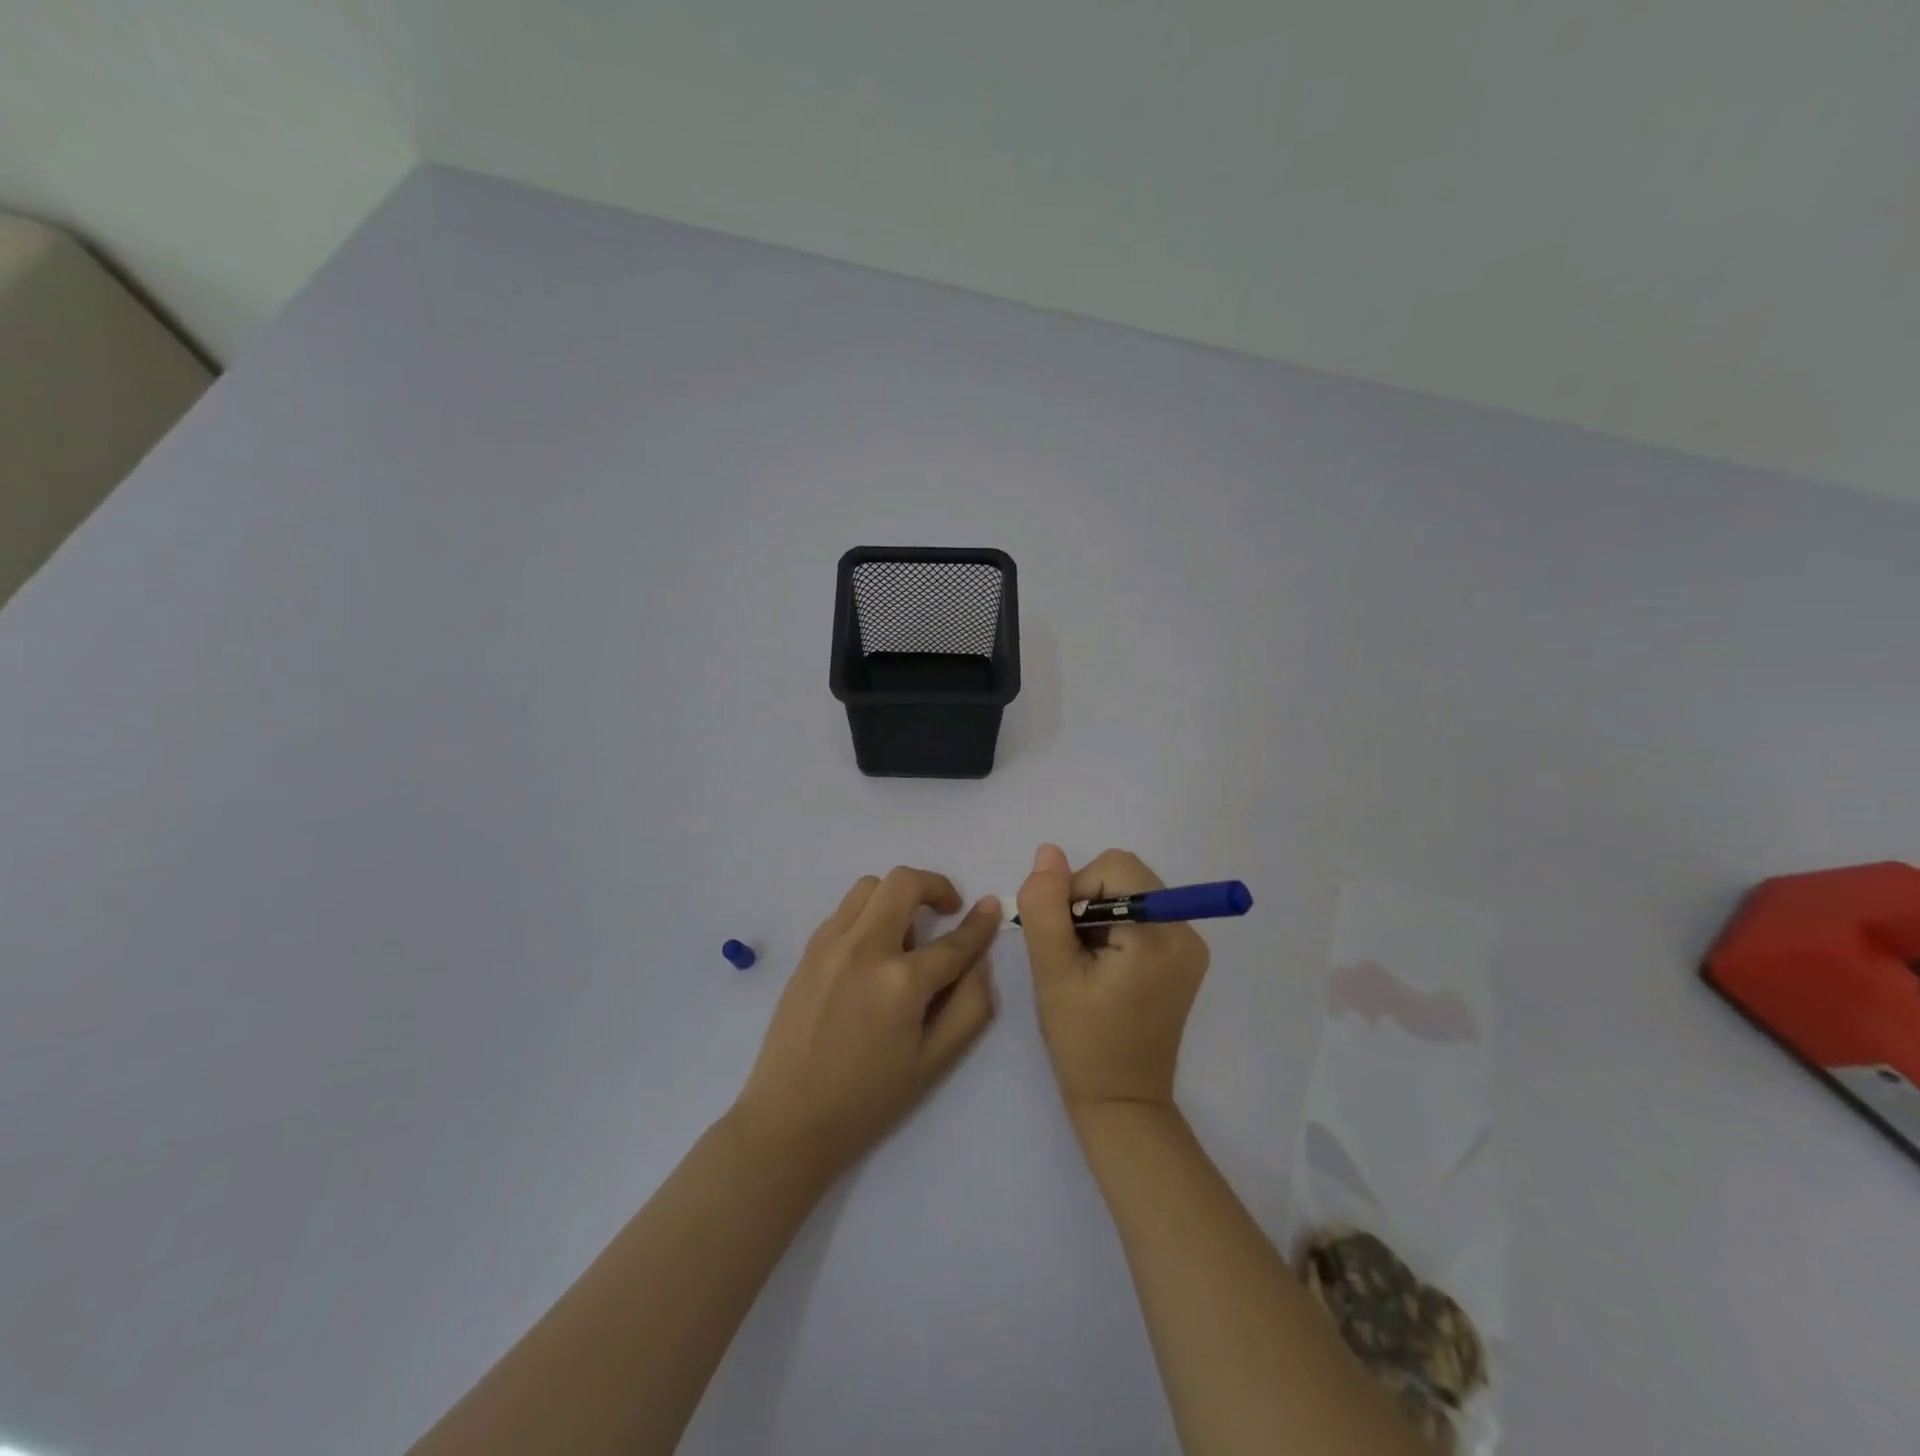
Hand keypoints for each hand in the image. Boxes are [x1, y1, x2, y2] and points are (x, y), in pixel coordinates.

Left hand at [734, 867, 1000, 1177]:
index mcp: (901, 982)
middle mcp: (865, 948)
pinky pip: (845, 910)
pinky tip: (872, 951)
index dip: (980, 924)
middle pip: (903, 882)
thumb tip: (980, 960)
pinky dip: (868, 913)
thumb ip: (970, 1006)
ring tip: (905, 934)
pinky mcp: (808, 951)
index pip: (953, 941)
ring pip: (869, 886)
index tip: (990, 907)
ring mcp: (830, 944)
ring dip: (897, 896)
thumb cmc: (868, 1100)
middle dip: (934, 886)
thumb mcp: (935, 1063)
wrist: (788, 1120)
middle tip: (946, 911)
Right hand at [1017, 845, 1209, 1120]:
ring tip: (1086, 963)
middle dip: (1088, 901)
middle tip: (1071, 951)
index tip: (1062, 936)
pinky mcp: (1184, 958)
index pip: (1114, 868)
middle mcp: (1186, 932)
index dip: (1077, 890)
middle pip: (1126, 876)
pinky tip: (1102, 967)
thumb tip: (1048, 852)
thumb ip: (1046, 907)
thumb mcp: (1053, 971)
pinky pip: (1143, 915)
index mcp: (1160, 935)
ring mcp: (1190, 946)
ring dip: (1099, 915)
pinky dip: (1115, 928)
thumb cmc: (1082, 1041)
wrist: (1122, 1103)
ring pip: (1131, 893)